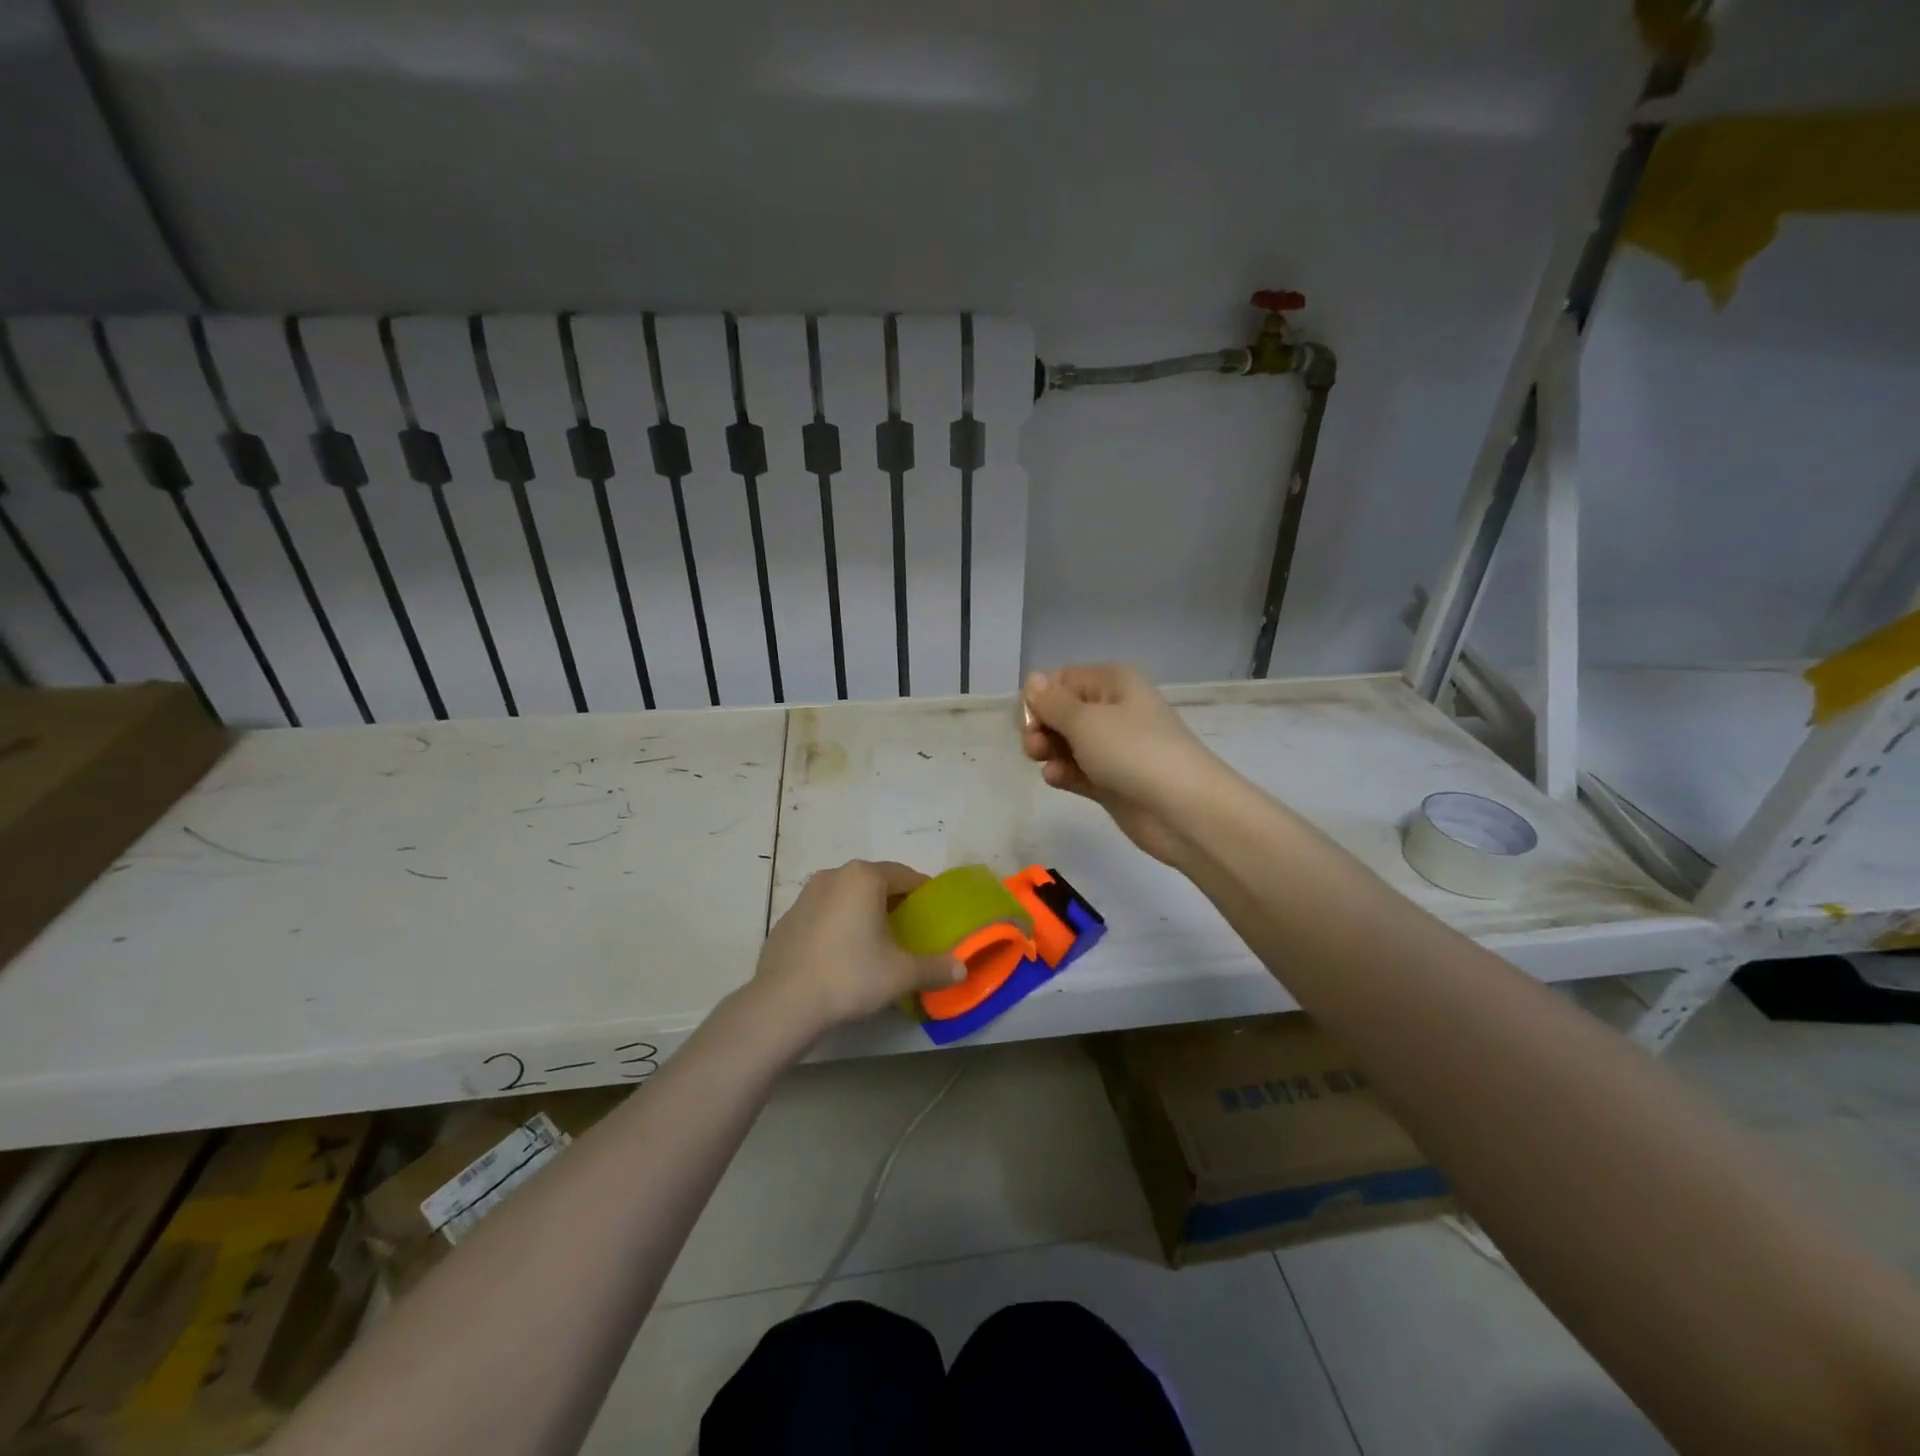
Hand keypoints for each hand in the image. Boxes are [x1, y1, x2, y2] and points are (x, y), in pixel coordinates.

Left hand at [751, 860, 964, 1038]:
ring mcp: (805, 896)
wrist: (784, 1003)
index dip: (923, 893)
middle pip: (874, 883)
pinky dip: (837, 926)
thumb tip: (962, 969)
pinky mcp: (787, 920)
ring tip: (875, 944)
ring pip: (846, 897)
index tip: (933, 914)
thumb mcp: (901, 974)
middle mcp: (833, 876)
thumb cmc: (851, 975)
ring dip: (862, 913)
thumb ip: (935, 967)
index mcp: (864, 877)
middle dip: (893, 902)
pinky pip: (823, 915)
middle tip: (909, 930)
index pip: (905, 875)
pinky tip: (841, 957)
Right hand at [1020, 665, 1222, 865]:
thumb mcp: (1085, 720)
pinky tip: (1056, 779)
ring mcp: (1114, 748)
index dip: (1040, 698)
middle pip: (1062, 712)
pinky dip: (1064, 773)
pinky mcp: (1112, 781)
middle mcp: (1114, 709)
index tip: (1029, 721)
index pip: (1062, 680)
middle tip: (1034, 747)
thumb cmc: (1133, 751)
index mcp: (1113, 683)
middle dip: (1042, 727)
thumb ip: (1052, 702)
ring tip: (1045, 763)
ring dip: (1049, 751)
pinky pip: (1078, 770)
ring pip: (1067, 743)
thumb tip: (1033, 680)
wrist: (1183, 809)